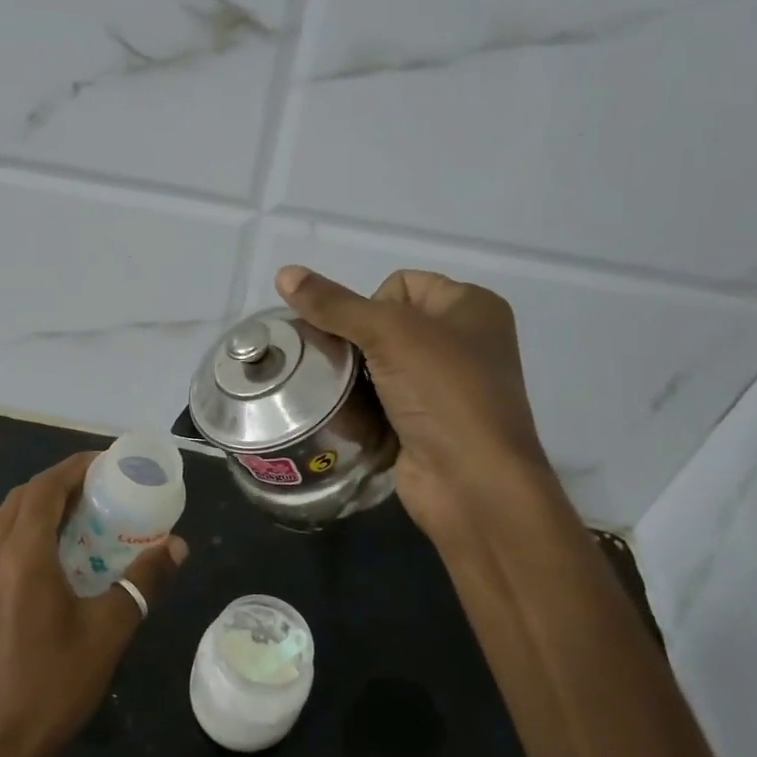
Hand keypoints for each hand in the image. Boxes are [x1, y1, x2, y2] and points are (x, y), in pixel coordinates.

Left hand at [0, 453, 186, 756]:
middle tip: (98, 490)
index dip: (75, 467)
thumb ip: (144, 581)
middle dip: (59, 484)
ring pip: (2, 518)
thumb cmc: (54, 684)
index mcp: (21, 553)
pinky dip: (20, 530)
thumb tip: (177, 546)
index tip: (107, 463)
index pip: (45, 488)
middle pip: (22, 497)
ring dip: (36, 505)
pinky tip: (48, 556)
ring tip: (75, 517)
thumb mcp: (109, 630)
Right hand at [276, 265, 553, 552]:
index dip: (371, 305)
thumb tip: (284, 273)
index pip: (400, 284)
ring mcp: (443, 388)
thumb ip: (334, 305)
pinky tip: (353, 424)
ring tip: (336, 397)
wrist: (473, 483)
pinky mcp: (424, 425)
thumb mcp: (390, 334)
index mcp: (470, 307)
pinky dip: (362, 412)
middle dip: (353, 348)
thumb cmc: (443, 393)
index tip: (366, 337)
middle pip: (382, 328)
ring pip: (375, 369)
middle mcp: (461, 343)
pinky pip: (380, 404)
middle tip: (337, 368)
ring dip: (351, 383)